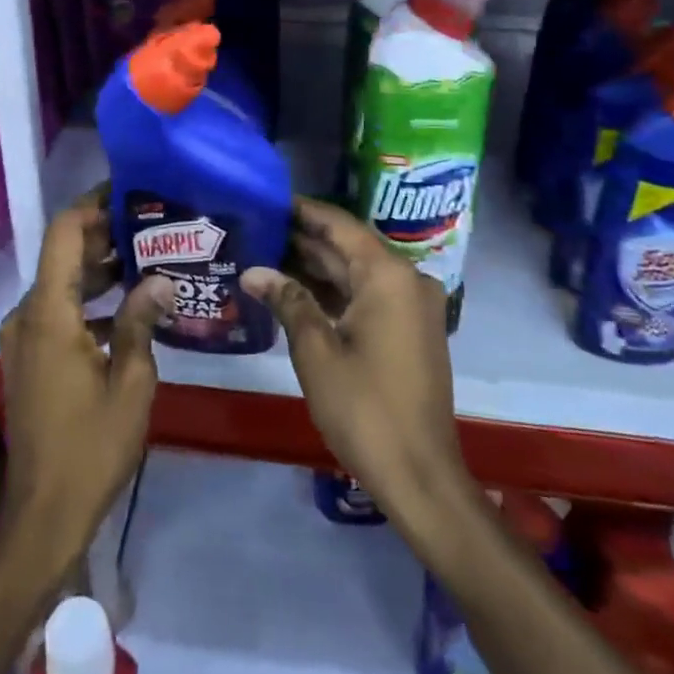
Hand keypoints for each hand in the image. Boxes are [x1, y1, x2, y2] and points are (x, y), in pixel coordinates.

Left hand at [0, 188, 170, 573]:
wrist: (43, 512)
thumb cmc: (91, 446)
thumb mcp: (131, 381)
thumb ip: (141, 321)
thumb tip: (160, 278)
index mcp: (48, 313)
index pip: (64, 233)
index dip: (93, 206)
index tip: (130, 194)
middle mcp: (27, 315)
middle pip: (63, 255)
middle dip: (105, 237)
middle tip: (153, 228)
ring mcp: (24, 338)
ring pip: (62, 284)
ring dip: (100, 271)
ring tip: (149, 261)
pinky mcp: (29, 358)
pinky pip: (59, 312)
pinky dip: (90, 302)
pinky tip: (130, 310)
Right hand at [244, 198, 470, 526]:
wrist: (420, 475)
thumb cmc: (364, 407)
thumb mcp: (316, 351)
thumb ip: (287, 300)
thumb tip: (253, 270)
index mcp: (387, 275)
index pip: (339, 225)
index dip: (303, 210)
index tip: (268, 198)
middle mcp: (405, 280)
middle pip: (348, 247)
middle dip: (304, 239)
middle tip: (258, 227)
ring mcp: (411, 307)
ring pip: (356, 273)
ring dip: (316, 267)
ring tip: (267, 254)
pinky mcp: (410, 330)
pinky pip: (367, 296)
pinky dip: (334, 293)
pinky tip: (296, 291)